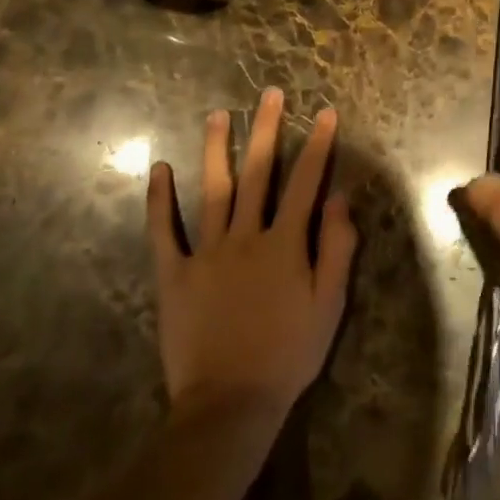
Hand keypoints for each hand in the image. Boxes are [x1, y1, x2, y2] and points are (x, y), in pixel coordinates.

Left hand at [147, 88, 357, 423]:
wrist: (229, 405)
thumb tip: (340, 198)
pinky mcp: (174, 274)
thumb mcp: (329, 305)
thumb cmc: (288, 355)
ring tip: (218, 114)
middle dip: (267, 129)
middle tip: (270, 94)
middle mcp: (246, 235)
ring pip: (213, 189)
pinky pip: (164, 231)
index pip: (306, 182)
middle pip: (259, 172)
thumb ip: (337, 248)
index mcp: (285, 243)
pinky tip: (159, 168)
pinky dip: (159, 199)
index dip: (318, 145)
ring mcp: (207, 252)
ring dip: (217, 149)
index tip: (326, 112)